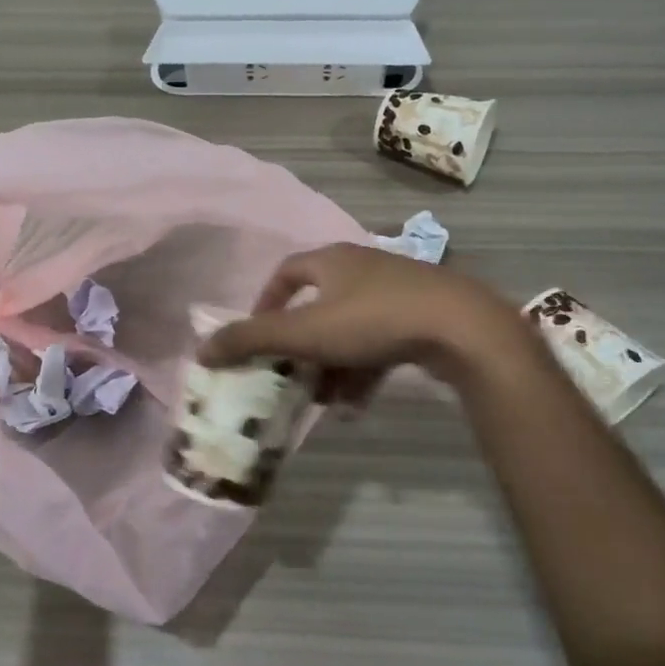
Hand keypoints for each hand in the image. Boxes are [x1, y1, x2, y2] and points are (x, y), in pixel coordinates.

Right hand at [197, 243, 534, 397]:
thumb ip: (251, 340)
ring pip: (349, 331)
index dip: (265, 303)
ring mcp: (396, 291)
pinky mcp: (422, 317)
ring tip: (322, 401)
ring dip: (331, 366)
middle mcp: (362, 268)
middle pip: (318, 308)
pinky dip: (363, 371)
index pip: (286, 273)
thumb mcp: (305, 332)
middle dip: (301, 347)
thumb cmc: (373, 320)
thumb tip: (202, 349)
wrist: (462, 327)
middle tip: (289, 376)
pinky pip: (379, 344)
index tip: (257, 336)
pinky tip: (357, 405)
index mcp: (332, 260)